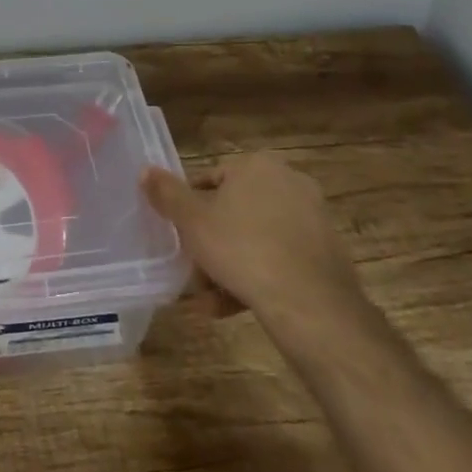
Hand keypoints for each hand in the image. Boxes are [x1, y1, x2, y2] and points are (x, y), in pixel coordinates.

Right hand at [141, 153, 370, 355]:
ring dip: (229, 266)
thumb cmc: (242, 249)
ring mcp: (312, 217)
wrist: (310, 304)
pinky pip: (280, 258)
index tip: (179, 236)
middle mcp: (289, 181)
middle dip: (211, 243)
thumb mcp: (192, 221)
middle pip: (234, 211)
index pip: (211, 179)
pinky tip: (234, 306)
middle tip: (193, 271)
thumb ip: (166, 193)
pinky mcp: (326, 252)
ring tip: (209, 300)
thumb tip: (145, 169)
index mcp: (257, 165)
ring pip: (256, 238)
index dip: (189, 209)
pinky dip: (258, 277)